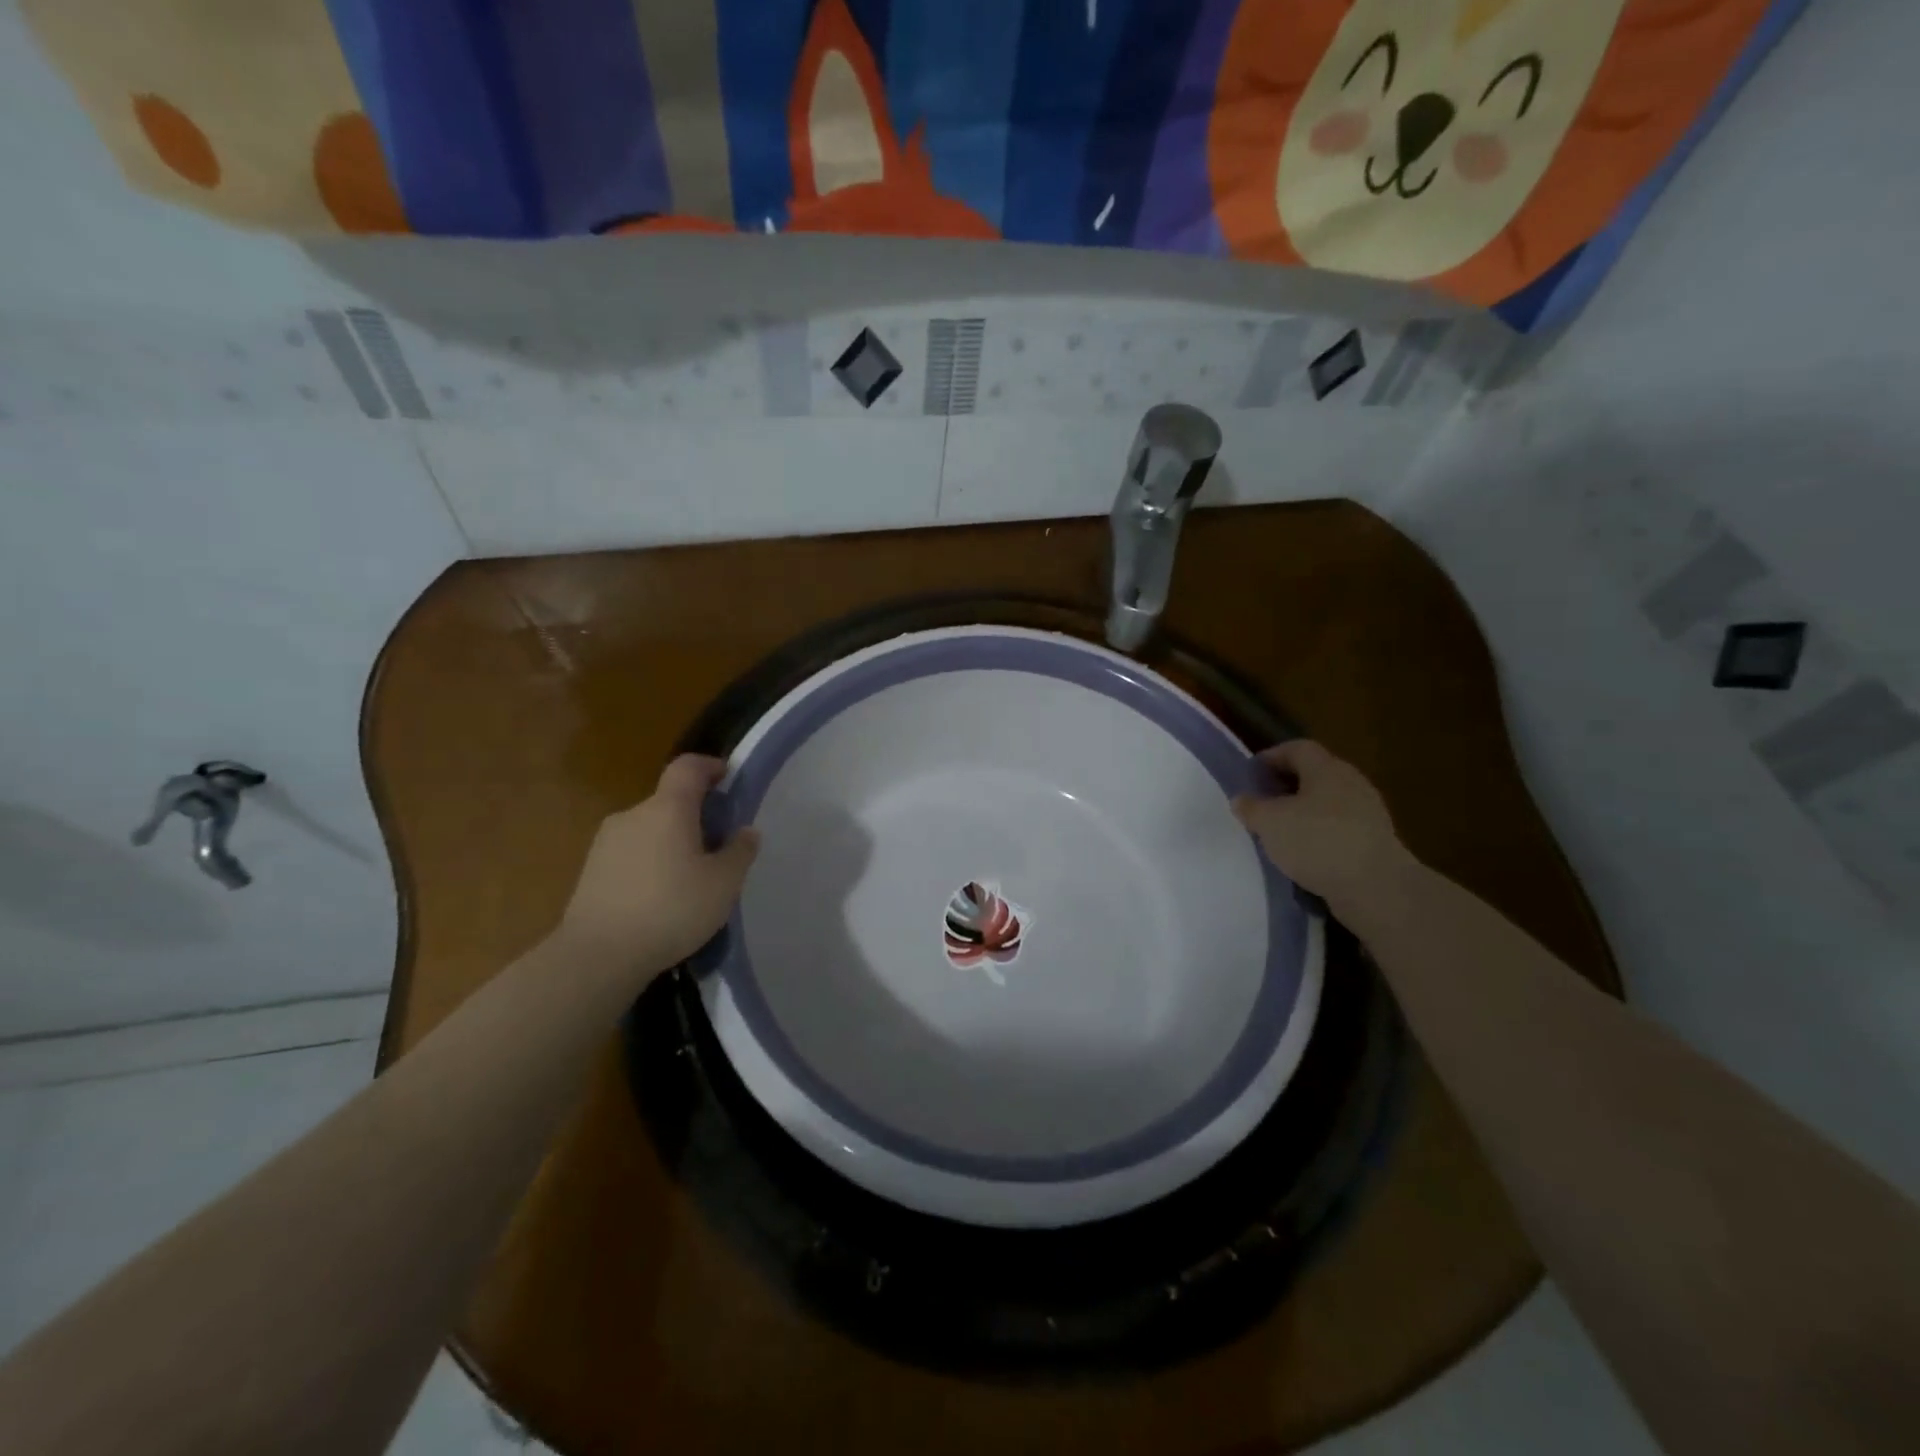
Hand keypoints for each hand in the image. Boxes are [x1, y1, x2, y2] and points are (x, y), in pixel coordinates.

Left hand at [555, 755, 759, 973]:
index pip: (688, 767)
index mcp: (668, 809)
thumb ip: (740, 852)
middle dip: (695, 816)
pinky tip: (660, 898)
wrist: (597, 956)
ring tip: (690, 879)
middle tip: (718, 846)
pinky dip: (650, 863)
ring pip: (649, 829)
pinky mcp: (590, 871)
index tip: (728, 779)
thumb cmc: (671, 909)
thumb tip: (746, 831)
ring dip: (671, 842)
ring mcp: (606, 843)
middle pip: (669, 801)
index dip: (710, 766)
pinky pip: (631, 854)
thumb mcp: (723, 884)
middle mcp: (633, 815)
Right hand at [1231, 740, 1410, 915]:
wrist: (1376, 887)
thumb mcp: (1270, 823)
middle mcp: (1350, 783)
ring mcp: (1367, 812)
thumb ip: (1251, 807)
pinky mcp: (1373, 840)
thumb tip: (1242, 799)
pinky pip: (1338, 828)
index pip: (1297, 748)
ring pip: (1326, 802)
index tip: (1250, 774)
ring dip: (1302, 812)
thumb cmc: (1317, 842)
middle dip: (1285, 786)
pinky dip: (1318, 834)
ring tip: (1278, 832)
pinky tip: (1303, 854)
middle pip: (1313, 774)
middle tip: (1261, 803)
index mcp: (1326, 769)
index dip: (1271, 756)